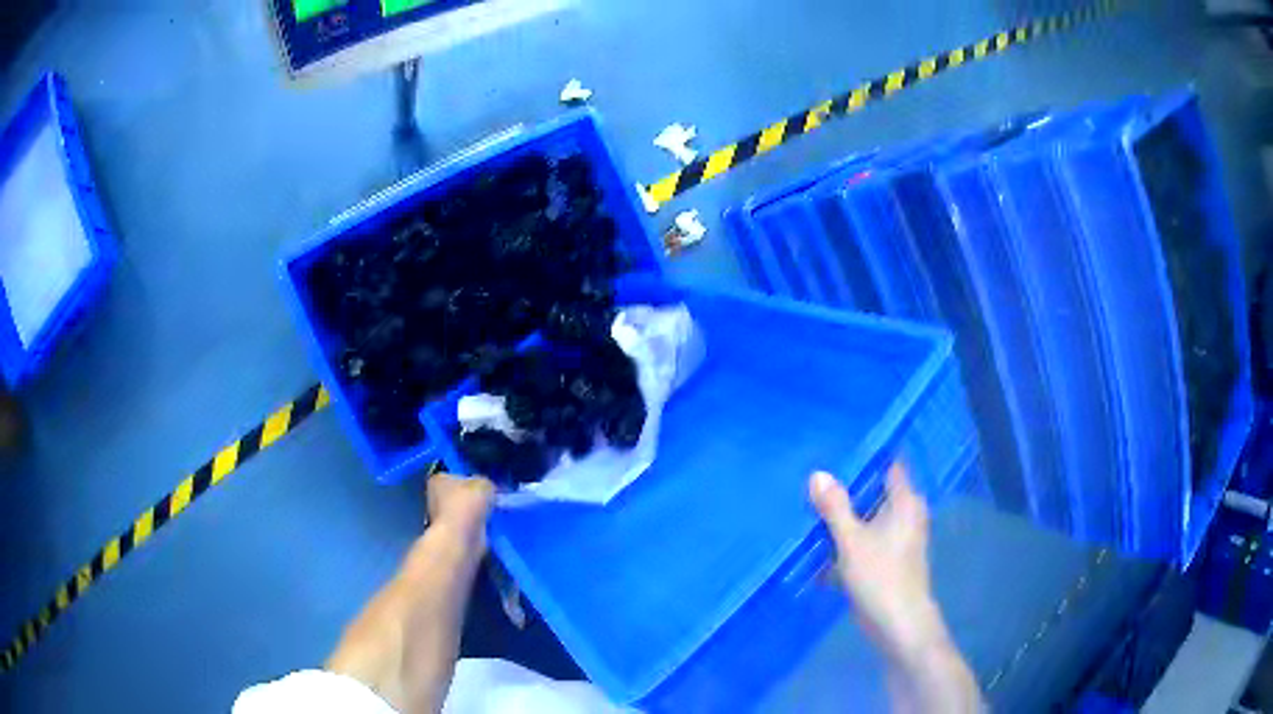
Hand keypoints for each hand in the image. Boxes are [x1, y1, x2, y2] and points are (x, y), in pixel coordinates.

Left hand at [426, 472, 494, 554]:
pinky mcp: (452, 533)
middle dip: (475, 497)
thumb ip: (487, 483)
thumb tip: (490, 490)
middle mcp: (436, 497)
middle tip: (493, 500)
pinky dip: (479, 526)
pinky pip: (470, 525)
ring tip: (493, 513)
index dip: (474, 480)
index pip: (457, 475)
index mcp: (438, 480)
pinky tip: (489, 525)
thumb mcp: (483, 484)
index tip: (487, 487)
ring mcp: (442, 517)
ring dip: (478, 513)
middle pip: (461, 494)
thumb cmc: (466, 505)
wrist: (461, 538)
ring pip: (466, 511)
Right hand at [809, 464, 947, 663]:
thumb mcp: (851, 540)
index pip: (889, 466)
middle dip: (848, 489)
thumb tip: (818, 473)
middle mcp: (907, 515)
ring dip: (845, 518)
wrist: (897, 624)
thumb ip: (835, 507)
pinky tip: (821, 545)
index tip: (838, 450)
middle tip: (815, 479)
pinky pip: (866, 541)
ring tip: (811, 508)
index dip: (866, 457)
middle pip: (875, 493)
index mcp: (906, 502)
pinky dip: (848, 541)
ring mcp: (899, 540)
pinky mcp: (888, 561)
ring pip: (868, 519)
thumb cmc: (880, 576)